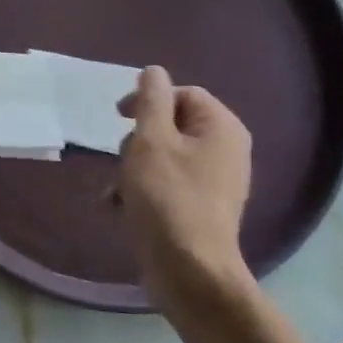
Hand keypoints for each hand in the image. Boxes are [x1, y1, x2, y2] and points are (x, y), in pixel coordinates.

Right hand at [117, 66, 253, 283]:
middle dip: (138, 140)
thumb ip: (150, 101)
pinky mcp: (201, 210)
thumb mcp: (150, 141)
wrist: (189, 271)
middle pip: (172, 126)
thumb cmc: (167, 198)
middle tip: (121, 158)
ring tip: (116, 190)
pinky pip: (168, 186)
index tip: (117, 117)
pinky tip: (119, 208)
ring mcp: (216, 183)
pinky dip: (143, 192)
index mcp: (221, 127)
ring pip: (165, 158)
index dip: (148, 100)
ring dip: (133, 169)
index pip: (183, 94)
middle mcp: (226, 150)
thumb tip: (154, 71)